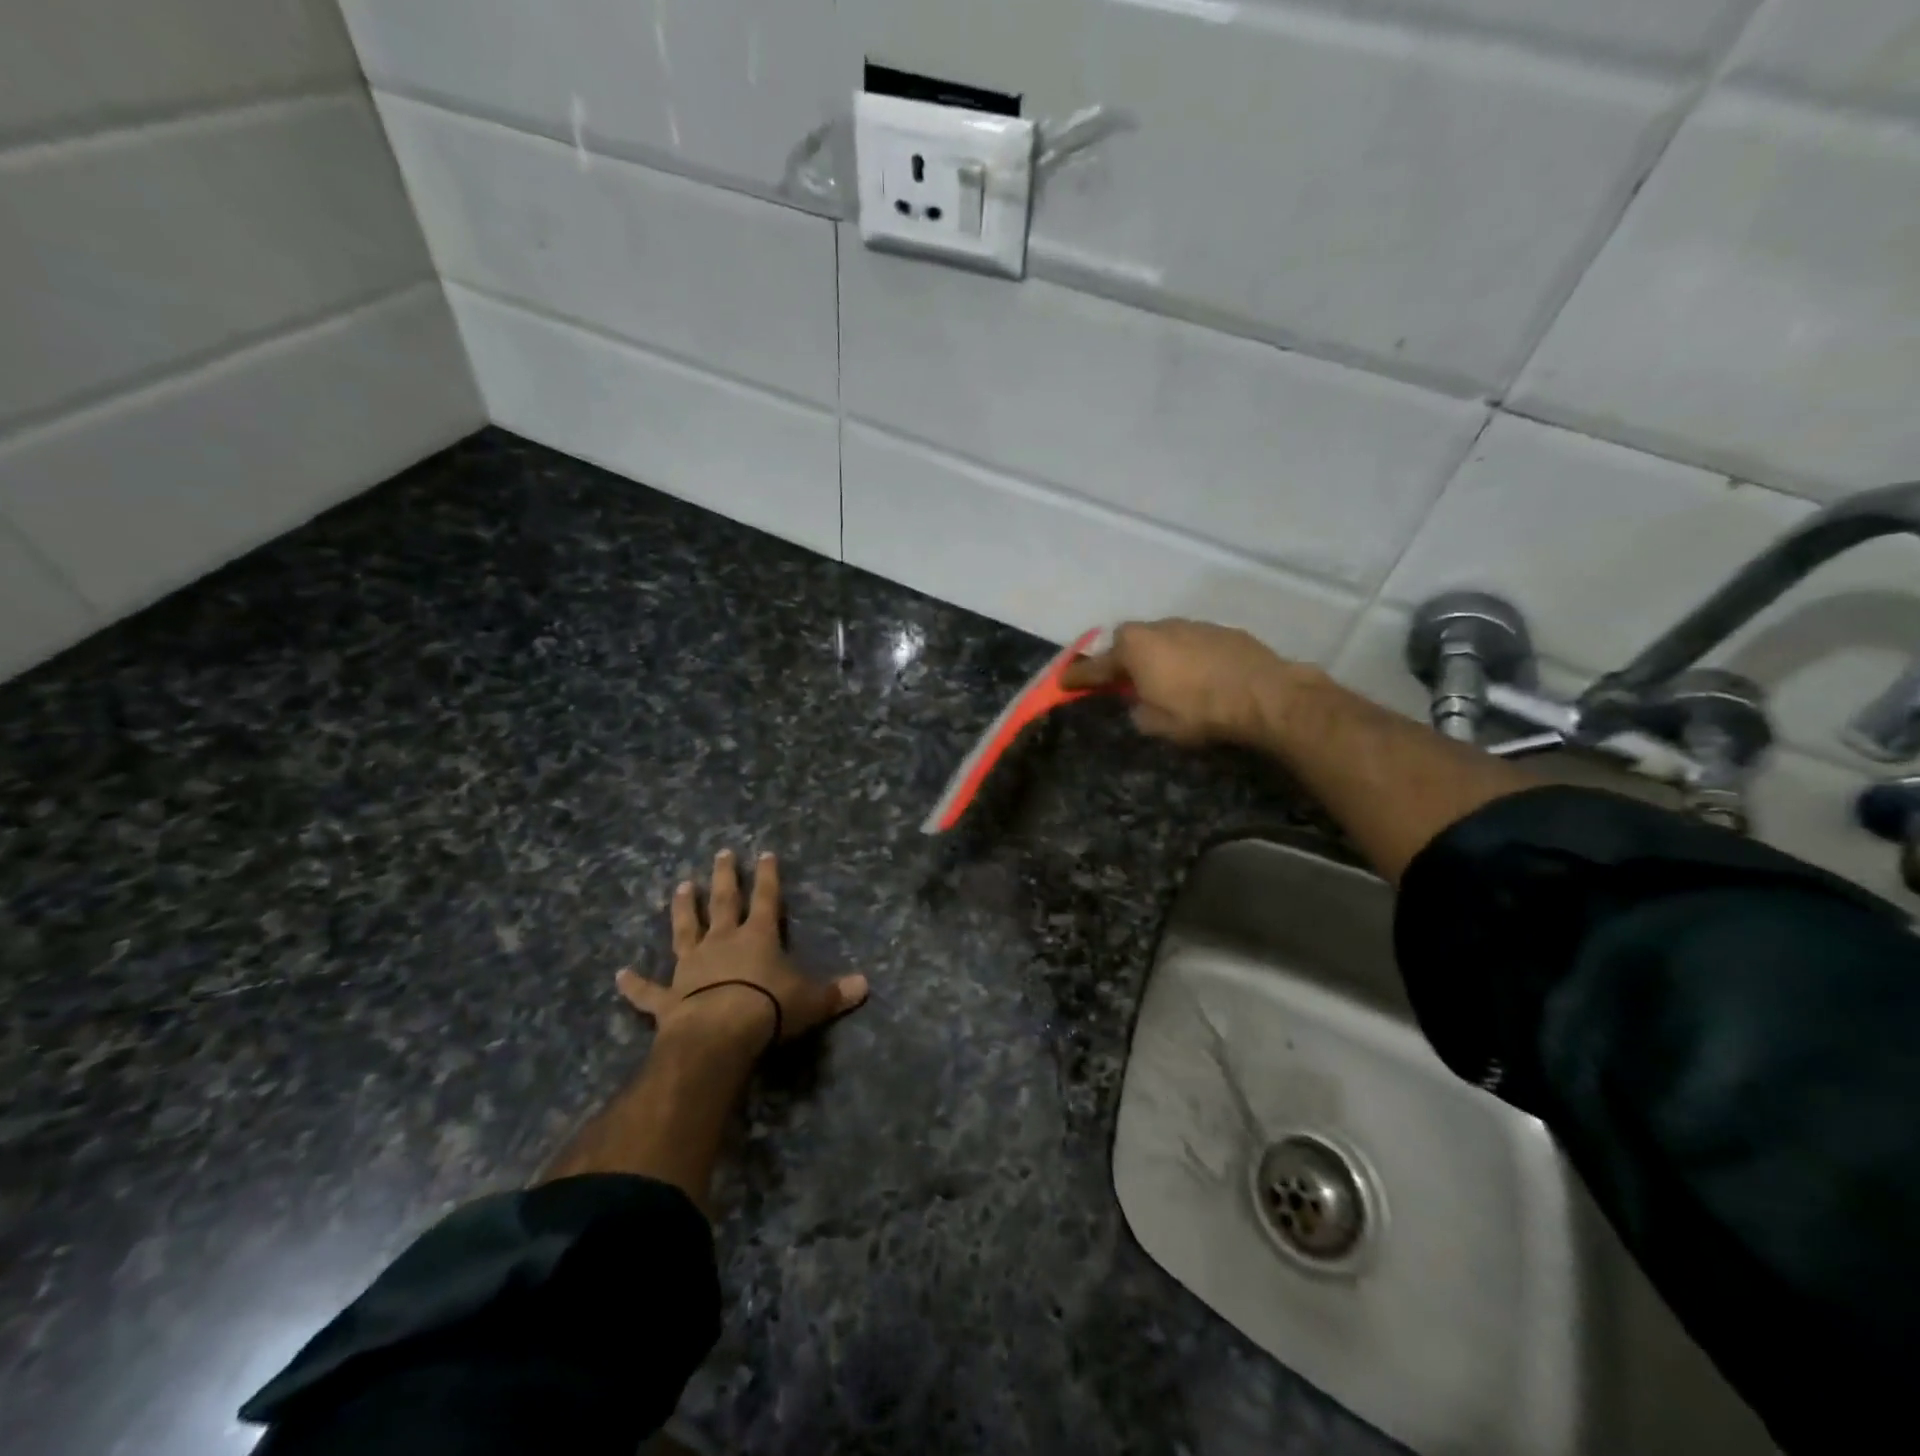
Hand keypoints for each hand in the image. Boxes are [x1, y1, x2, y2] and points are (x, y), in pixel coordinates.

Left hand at [616, 850, 868, 1053]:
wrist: (719, 1034)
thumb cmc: (770, 1009)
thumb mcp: (812, 1001)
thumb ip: (836, 993)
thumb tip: (866, 985)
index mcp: (757, 938)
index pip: (766, 899)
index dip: (769, 876)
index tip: (765, 853)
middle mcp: (722, 943)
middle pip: (724, 903)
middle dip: (724, 878)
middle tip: (720, 854)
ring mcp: (691, 967)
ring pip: (685, 931)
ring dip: (682, 910)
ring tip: (680, 886)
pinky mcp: (669, 998)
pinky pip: (649, 991)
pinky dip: (635, 984)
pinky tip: (619, 976)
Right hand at [1061, 619, 1303, 746]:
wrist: (1264, 695)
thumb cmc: (1199, 711)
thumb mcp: (1156, 723)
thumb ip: (1137, 709)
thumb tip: (1138, 702)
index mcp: (1134, 648)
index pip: (1096, 665)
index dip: (1079, 678)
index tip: (1063, 683)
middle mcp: (1159, 627)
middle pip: (1130, 642)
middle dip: (1124, 659)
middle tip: (1124, 681)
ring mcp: (1192, 625)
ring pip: (1163, 639)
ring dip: (1159, 657)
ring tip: (1168, 681)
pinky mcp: (1222, 631)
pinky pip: (1192, 643)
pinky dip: (1188, 657)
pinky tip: (1200, 677)